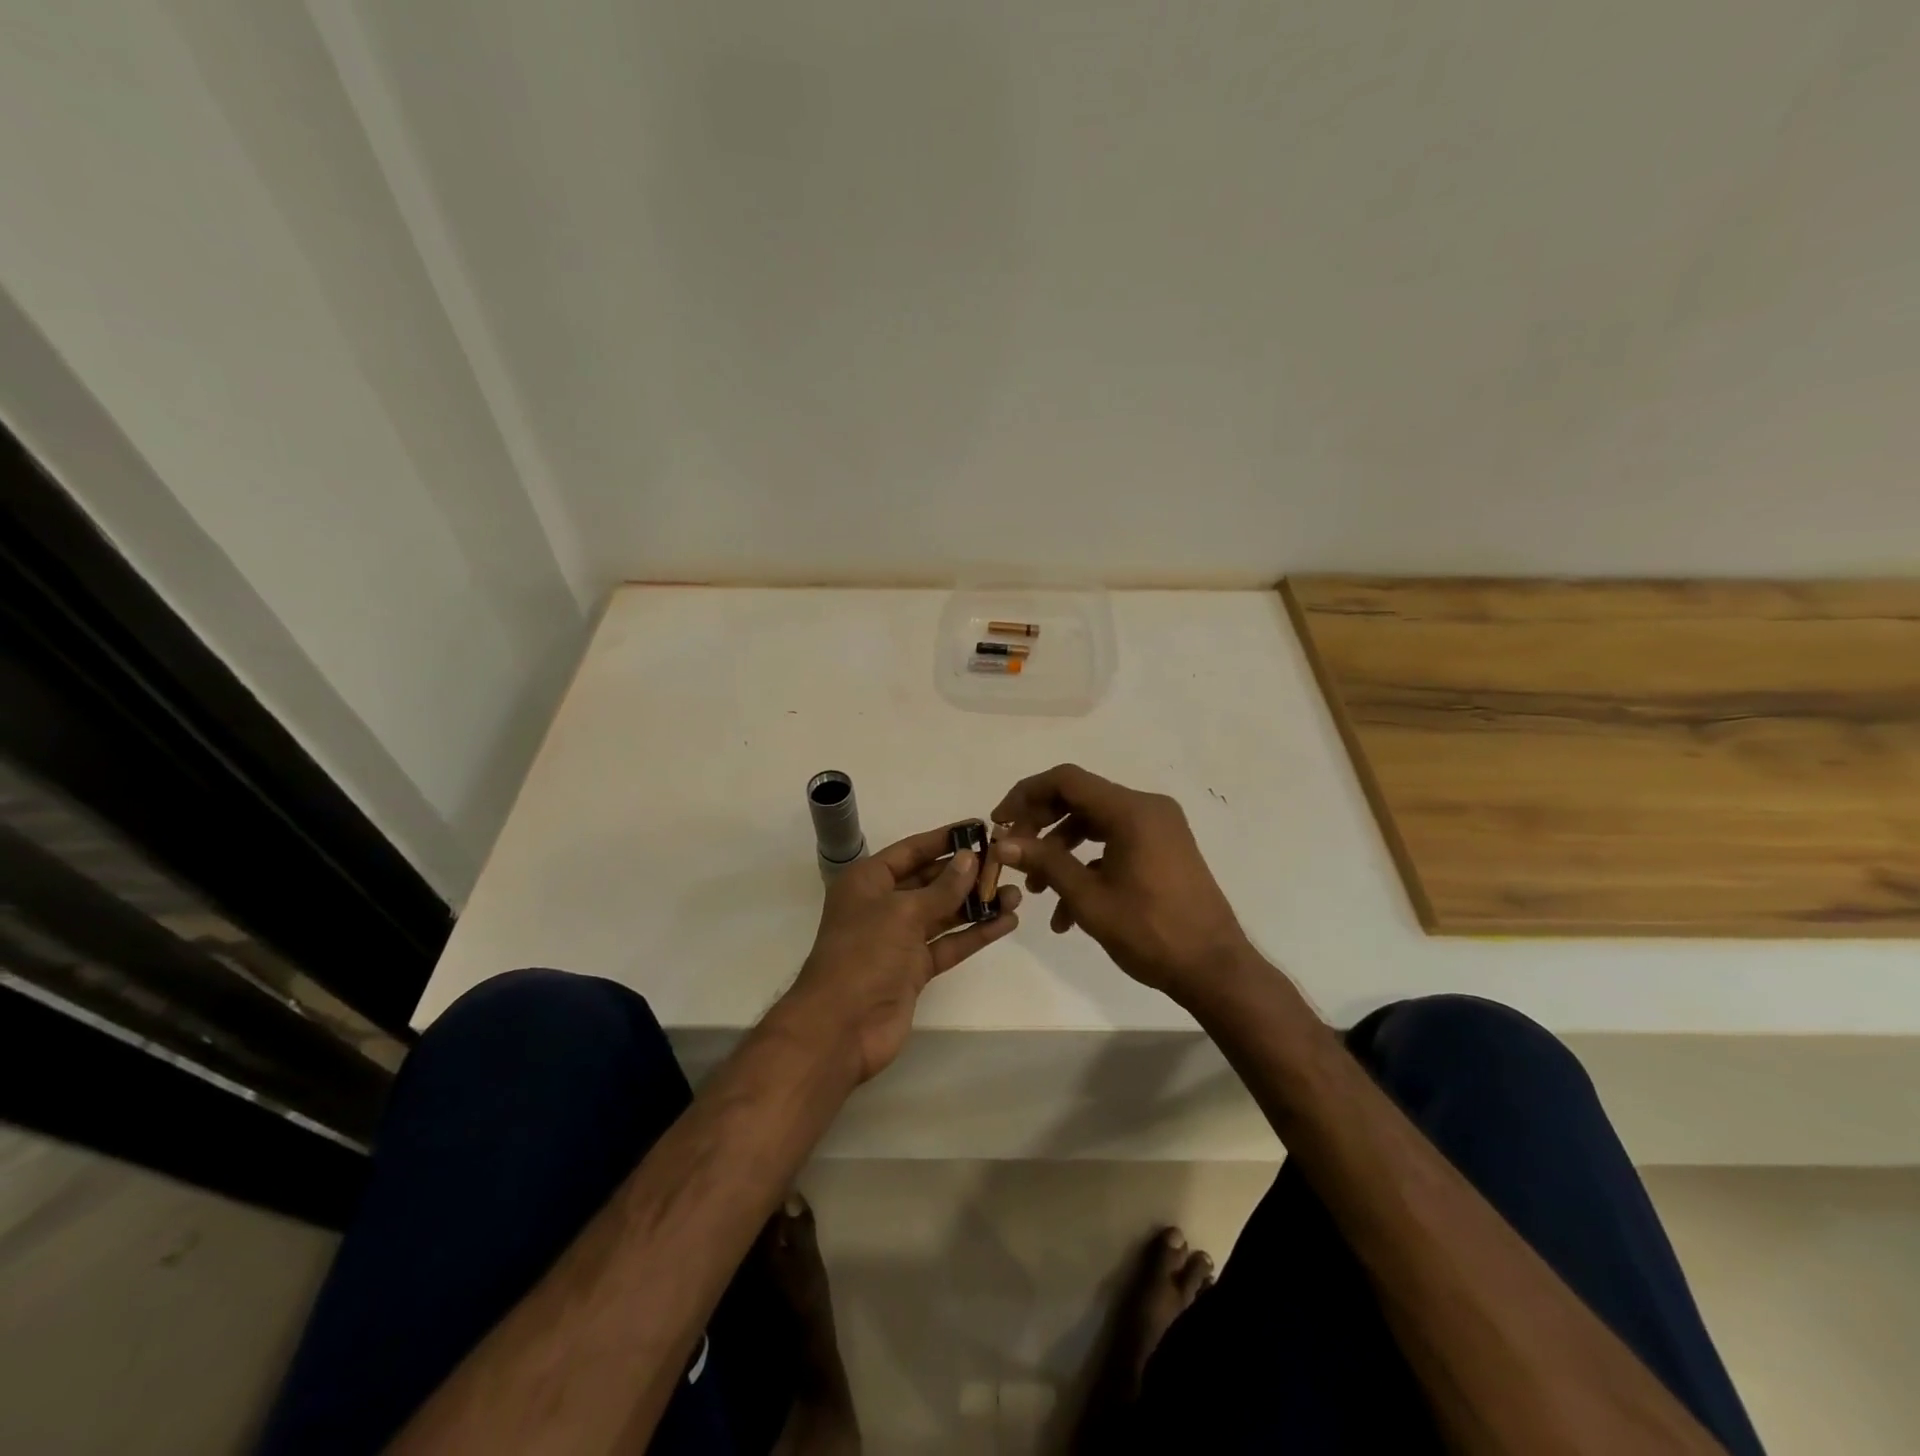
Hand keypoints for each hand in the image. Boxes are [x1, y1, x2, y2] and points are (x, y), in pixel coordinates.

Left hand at [785, 826, 1021, 1083]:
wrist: (841, 1027)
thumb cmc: (864, 954)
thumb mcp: (903, 912)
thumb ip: (942, 887)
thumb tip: (970, 859)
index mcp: (868, 881)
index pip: (912, 850)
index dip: (944, 838)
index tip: (979, 827)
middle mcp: (883, 904)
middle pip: (931, 880)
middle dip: (966, 872)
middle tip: (1006, 862)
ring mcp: (900, 939)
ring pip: (944, 913)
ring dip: (977, 904)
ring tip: (1016, 894)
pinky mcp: (915, 969)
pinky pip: (949, 943)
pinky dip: (975, 934)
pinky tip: (1006, 923)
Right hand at [991, 765, 1250, 1005]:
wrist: (1214, 969)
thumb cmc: (1150, 931)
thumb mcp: (1088, 898)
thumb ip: (1045, 862)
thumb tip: (1002, 843)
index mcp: (1132, 810)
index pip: (1067, 780)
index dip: (1026, 794)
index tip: (999, 821)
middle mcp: (1147, 808)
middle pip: (1079, 799)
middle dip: (1041, 826)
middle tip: (1013, 854)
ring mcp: (1159, 828)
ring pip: (1095, 823)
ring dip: (1060, 850)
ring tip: (1036, 890)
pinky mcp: (1163, 849)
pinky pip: (1115, 843)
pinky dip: (1087, 865)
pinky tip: (1067, 911)